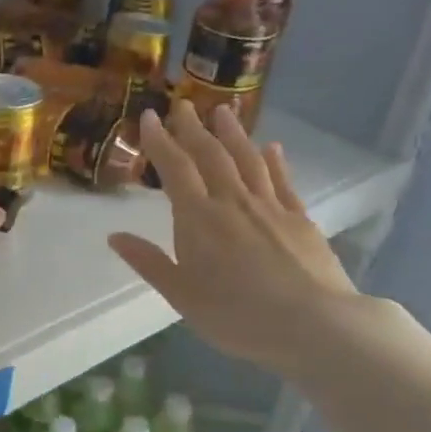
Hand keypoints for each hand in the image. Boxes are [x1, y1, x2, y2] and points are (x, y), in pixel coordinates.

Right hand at [108, 99, 359, 375]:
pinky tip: (272, 148)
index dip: (159, 140)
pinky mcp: (301, 220)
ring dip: (232, 133)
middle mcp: (232, 201)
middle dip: (193, 127)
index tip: (148, 116)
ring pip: (247, 160)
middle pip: (210, 154)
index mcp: (198, 218)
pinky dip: (274, 162)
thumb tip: (114, 236)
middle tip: (182, 104)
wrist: (316, 327)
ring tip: (223, 110)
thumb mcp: (182, 296)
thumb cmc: (239, 316)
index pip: (175, 167)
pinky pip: (283, 181)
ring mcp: (270, 207)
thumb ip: (149, 262)